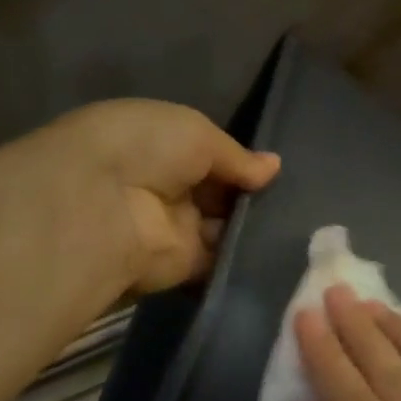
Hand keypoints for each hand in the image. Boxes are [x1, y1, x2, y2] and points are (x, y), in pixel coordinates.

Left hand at [39, 99, 279, 295]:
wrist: (103, 205)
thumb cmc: (146, 149)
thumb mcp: (197, 133)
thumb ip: (238, 156)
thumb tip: (274, 167)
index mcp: (158, 146)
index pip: (207, 156)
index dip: (240, 162)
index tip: (273, 170)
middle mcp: (165, 187)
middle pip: (219, 194)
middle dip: (251, 195)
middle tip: (295, 198)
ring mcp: (174, 229)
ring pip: (224, 228)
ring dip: (253, 226)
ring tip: (296, 222)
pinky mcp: (183, 267)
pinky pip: (221, 261)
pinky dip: (246, 258)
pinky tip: (282, 250)